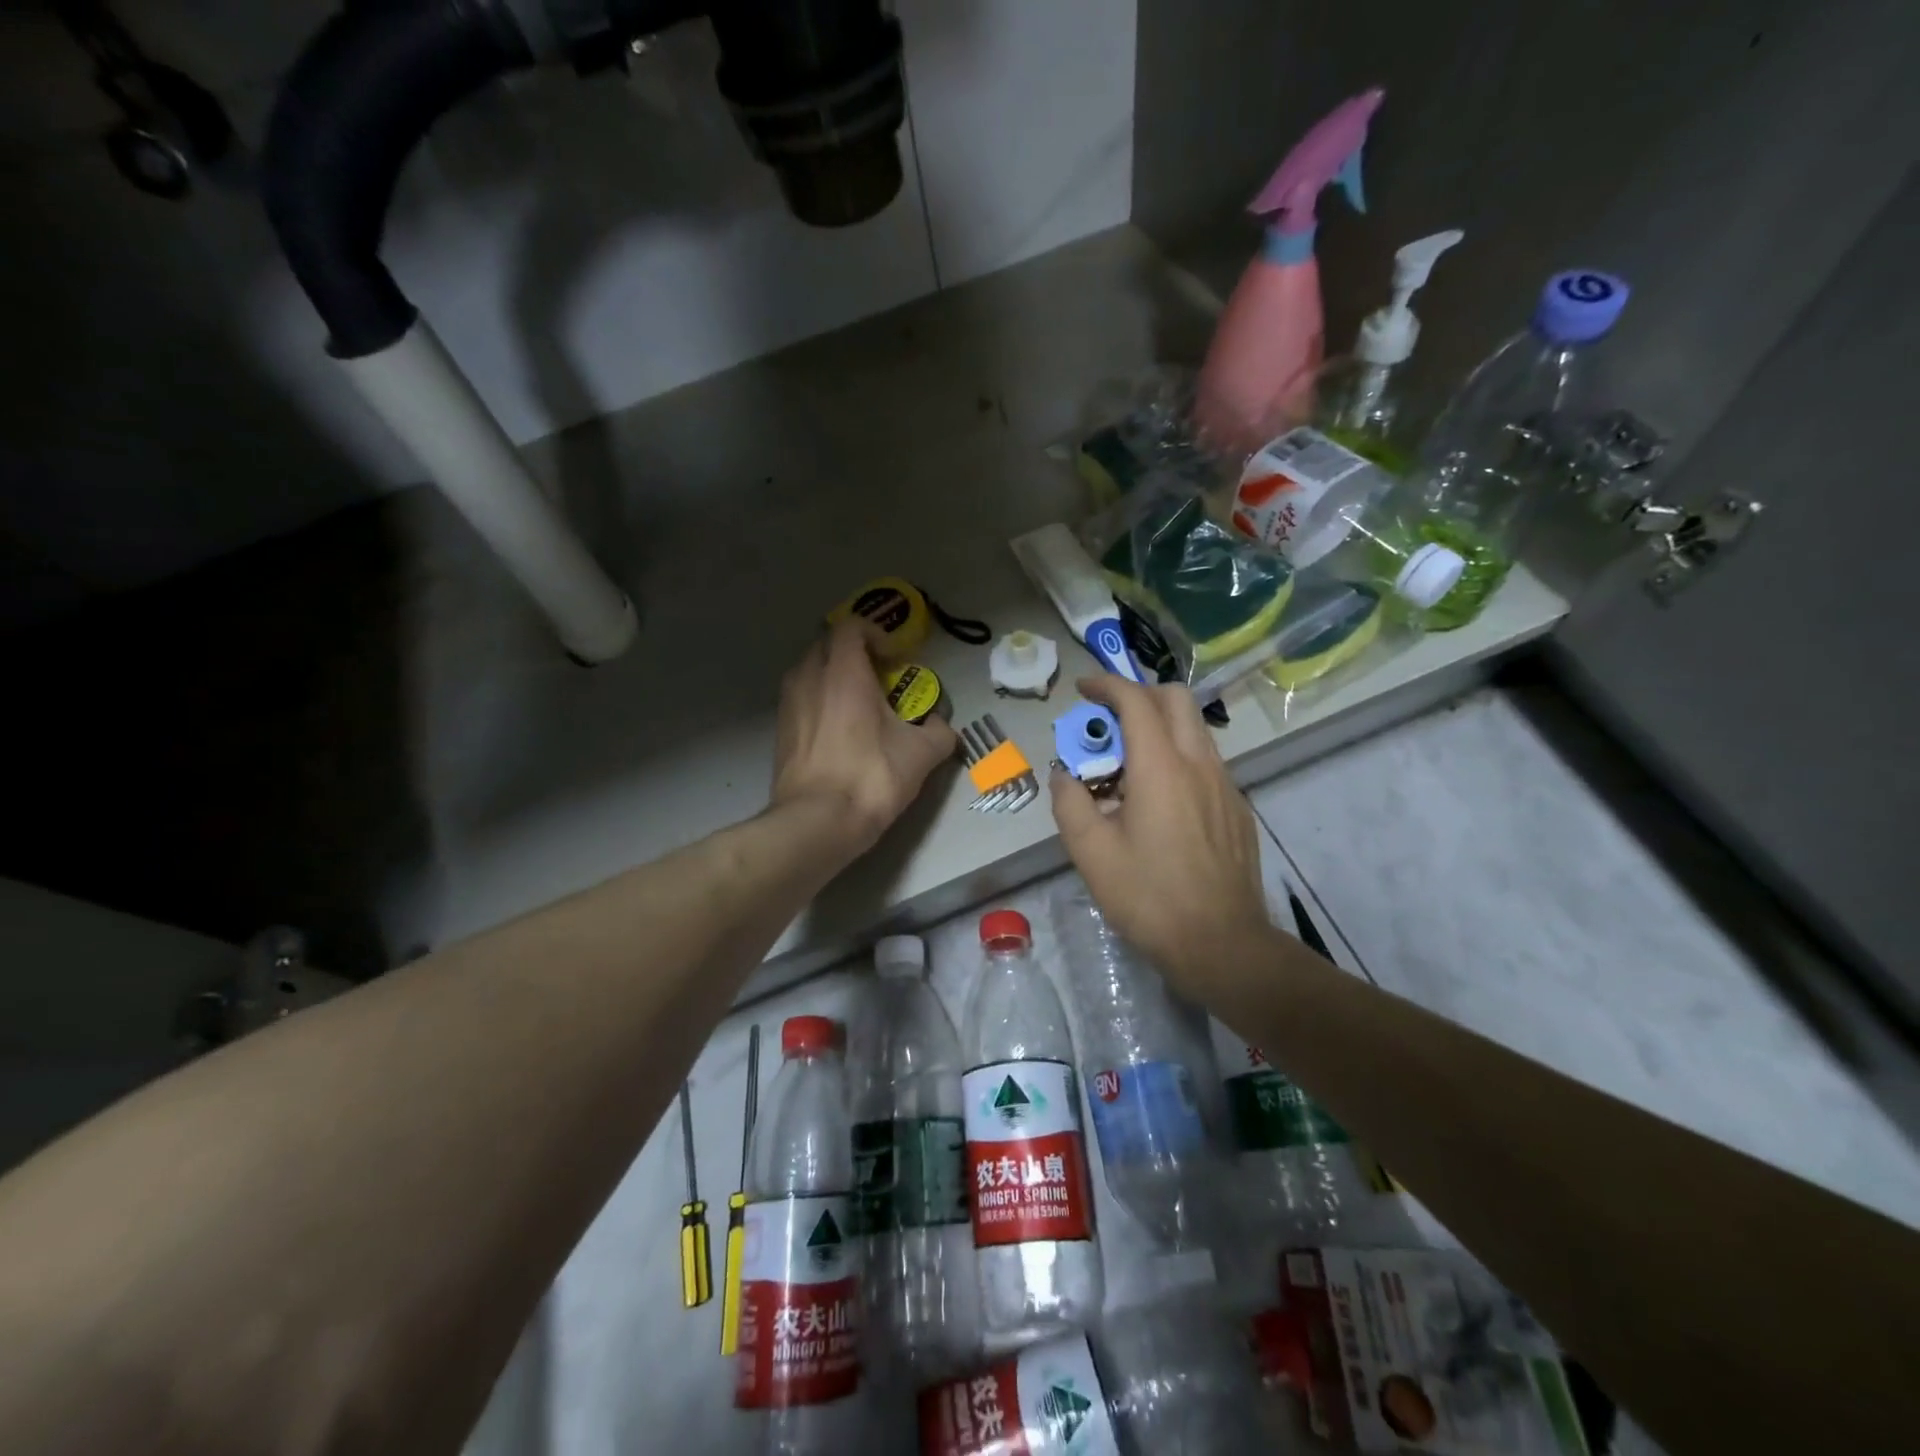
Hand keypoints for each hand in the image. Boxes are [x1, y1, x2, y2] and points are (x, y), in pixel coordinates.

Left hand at [771, 619, 958, 853]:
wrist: (817, 822)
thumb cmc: (871, 777)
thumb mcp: (921, 754)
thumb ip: (939, 732)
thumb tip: (941, 727)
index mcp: (843, 672)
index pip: (851, 626)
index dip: (875, 633)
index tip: (894, 658)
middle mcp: (809, 678)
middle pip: (826, 645)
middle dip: (853, 653)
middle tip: (879, 677)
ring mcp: (788, 705)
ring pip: (809, 672)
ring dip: (832, 677)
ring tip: (858, 704)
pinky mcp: (780, 732)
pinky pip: (800, 700)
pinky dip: (819, 702)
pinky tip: (838, 732)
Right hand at [1050, 677, 1272, 985]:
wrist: (1222, 944)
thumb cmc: (1150, 897)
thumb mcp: (1091, 853)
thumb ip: (1070, 803)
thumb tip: (1064, 776)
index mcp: (1161, 768)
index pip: (1136, 701)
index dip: (1107, 685)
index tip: (1083, 689)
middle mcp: (1199, 764)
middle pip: (1175, 699)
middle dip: (1139, 694)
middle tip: (1108, 719)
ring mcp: (1226, 785)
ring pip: (1195, 730)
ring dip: (1159, 727)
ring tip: (1128, 765)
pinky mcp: (1237, 809)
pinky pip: (1206, 763)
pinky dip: (1178, 758)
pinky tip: (1160, 802)